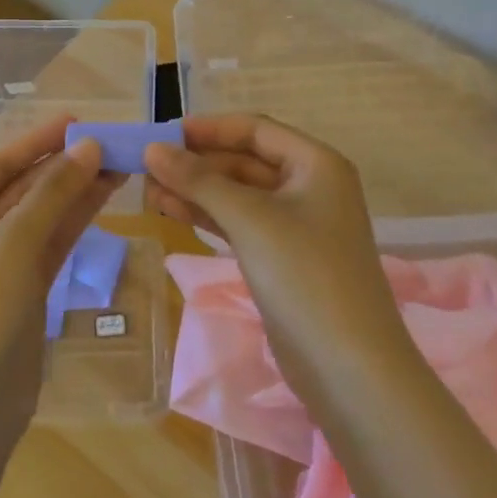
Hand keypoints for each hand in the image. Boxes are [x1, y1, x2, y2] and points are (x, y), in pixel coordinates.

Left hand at [0, 116, 120, 451]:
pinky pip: (53, 243)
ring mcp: (0, 262)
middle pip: (25, 187)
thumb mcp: (14, 243)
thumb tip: (89, 146)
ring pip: (44, 214)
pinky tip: (105, 197)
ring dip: (78, 190)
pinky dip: (76, 221)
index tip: (79, 120)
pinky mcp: (24, 289)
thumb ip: (54, 192)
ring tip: (120, 164)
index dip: (39, 140)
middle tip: (111, 142)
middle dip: (65, 166)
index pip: (1, 163)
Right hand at [144, 115, 405, 386]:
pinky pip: (240, 224)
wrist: (349, 368)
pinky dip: (207, 216)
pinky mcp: (282, 258)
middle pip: (245, 161)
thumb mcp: (249, 218)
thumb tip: (152, 148)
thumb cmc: (305, 275)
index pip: (255, 129)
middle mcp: (310, 187)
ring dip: (196, 190)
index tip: (163, 132)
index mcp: (316, 164)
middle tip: (147, 166)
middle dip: (198, 163)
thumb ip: (199, 180)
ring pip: (239, 194)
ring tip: (148, 189)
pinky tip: (170, 211)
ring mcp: (297, 225)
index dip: (209, 128)